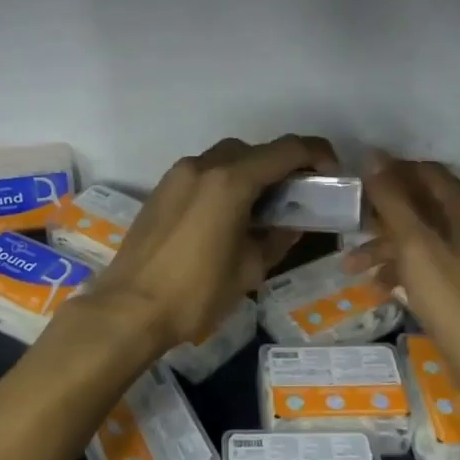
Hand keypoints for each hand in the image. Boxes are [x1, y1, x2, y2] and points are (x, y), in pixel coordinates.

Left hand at [73, 135, 339, 354]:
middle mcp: (204, 166)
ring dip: (251, 173)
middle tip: (297, 198)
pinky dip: (224, 183)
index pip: (287, 150)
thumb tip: (292, 223)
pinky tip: (228, 217)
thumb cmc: (196, 293)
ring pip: (226, 158)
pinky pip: (203, 173)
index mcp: (231, 181)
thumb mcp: (250, 269)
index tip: (331, 175)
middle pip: (255, 150)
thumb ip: (278, 237)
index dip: (317, 155)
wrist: (128, 309)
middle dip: (282, 166)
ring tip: (262, 210)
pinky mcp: (161, 190)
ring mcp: (178, 175)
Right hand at [350, 155, 459, 400]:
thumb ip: (393, 200)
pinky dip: (402, 271)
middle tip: (347, 224)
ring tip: (350, 267)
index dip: (390, 171)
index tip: (354, 182)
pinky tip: (378, 289)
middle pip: (421, 205)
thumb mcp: (416, 246)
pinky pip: (427, 265)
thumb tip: (373, 155)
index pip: (425, 172)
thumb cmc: (455, 299)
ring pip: (420, 238)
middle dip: (381, 215)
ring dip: (385, 248)